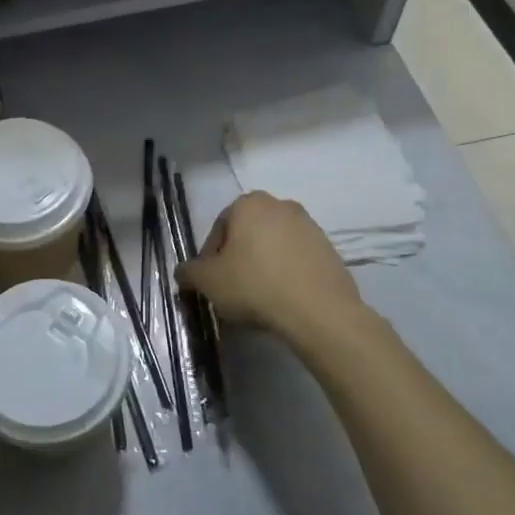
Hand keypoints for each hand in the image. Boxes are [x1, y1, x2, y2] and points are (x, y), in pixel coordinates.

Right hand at [176, 191, 364, 343]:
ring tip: (258, 298)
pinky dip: (287, 274)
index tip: (211, 282)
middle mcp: (281, 205)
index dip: (210, 257)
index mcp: (249, 204)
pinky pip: (297, 260)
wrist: (318, 310)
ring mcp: (310, 226)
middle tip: (232, 289)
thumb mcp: (208, 282)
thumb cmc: (254, 285)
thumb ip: (189, 273)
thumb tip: (184, 273)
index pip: (219, 228)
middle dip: (238, 259)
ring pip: (273, 246)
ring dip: (263, 266)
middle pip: (248, 234)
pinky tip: (283, 300)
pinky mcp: (330, 250)